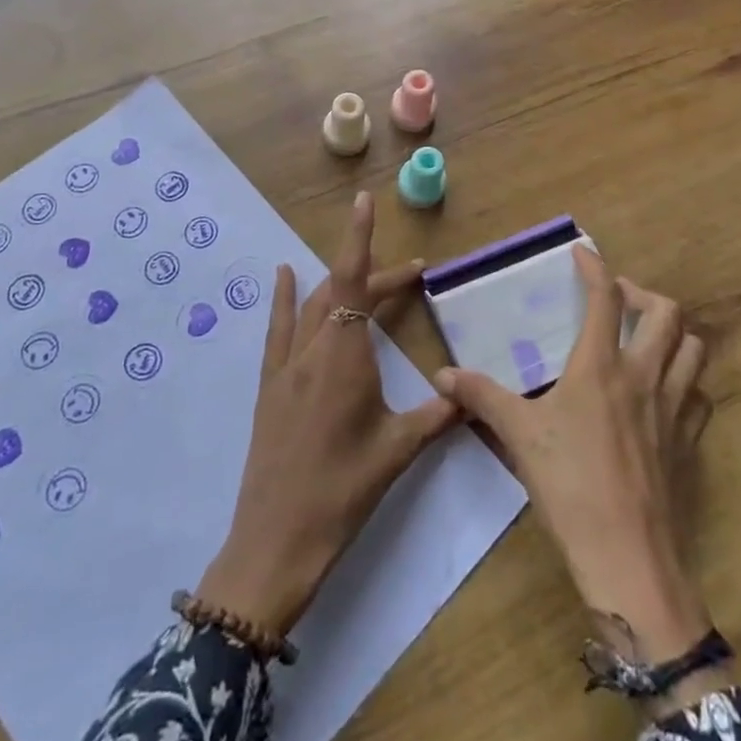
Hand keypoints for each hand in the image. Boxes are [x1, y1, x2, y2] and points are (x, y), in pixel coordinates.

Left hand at [199, 191, 457, 635]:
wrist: (277, 540)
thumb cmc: (343, 491)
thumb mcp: (398, 451)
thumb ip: (437, 415)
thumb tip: (470, 394)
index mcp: (345, 355)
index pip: (354, 281)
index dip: (359, 237)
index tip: (364, 200)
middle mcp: (313, 347)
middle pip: (342, 291)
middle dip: (375, 275)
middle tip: (412, 276)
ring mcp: (286, 365)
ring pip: (314, 305)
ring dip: (340, 283)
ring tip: (367, 275)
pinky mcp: (269, 384)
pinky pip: (279, 329)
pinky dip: (286, 298)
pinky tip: (286, 276)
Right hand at [437, 247, 720, 699]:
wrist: (626, 556)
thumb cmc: (569, 485)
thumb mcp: (518, 434)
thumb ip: (481, 397)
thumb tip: (442, 374)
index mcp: (601, 367)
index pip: (605, 298)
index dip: (595, 267)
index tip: (582, 253)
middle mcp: (644, 376)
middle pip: (666, 312)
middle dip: (642, 294)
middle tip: (616, 300)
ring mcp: (673, 408)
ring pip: (693, 348)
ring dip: (671, 331)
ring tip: (644, 337)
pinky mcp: (688, 441)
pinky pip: (698, 394)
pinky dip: (684, 378)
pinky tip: (663, 390)